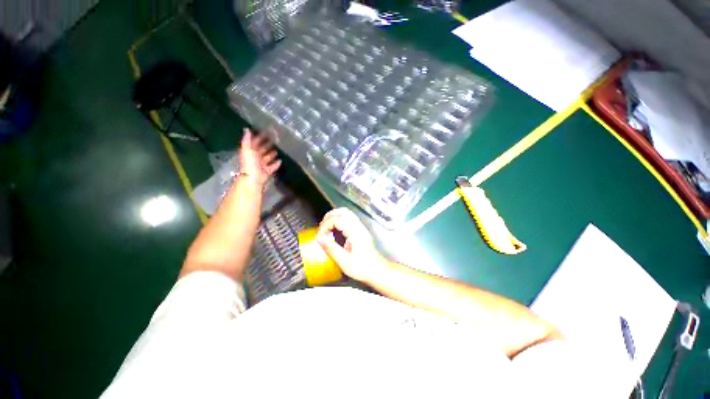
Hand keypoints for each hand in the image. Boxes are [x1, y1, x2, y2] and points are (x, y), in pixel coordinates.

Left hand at [239, 128, 281, 187]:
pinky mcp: (267, 171)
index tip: (265, 133)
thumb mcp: (247, 149)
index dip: (258, 138)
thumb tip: (246, 129)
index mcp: (249, 152)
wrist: (254, 177)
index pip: (254, 143)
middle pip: (261, 151)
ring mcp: (261, 165)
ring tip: (277, 151)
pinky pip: (272, 167)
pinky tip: (280, 161)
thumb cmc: (250, 163)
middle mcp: (255, 158)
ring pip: (267, 158)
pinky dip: (276, 164)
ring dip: (271, 155)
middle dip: (266, 146)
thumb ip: (247, 140)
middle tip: (273, 141)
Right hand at [316, 208, 386, 282]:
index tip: (320, 235)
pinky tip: (335, 232)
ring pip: (346, 213)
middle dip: (328, 217)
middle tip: (321, 228)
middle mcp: (358, 227)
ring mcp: (360, 228)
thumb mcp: (344, 261)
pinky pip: (348, 219)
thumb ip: (331, 248)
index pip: (337, 219)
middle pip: (342, 211)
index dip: (325, 225)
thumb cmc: (363, 267)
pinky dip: (339, 221)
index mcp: (355, 232)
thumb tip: (320, 239)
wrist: (376, 270)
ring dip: (334, 218)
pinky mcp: (360, 231)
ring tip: (326, 229)